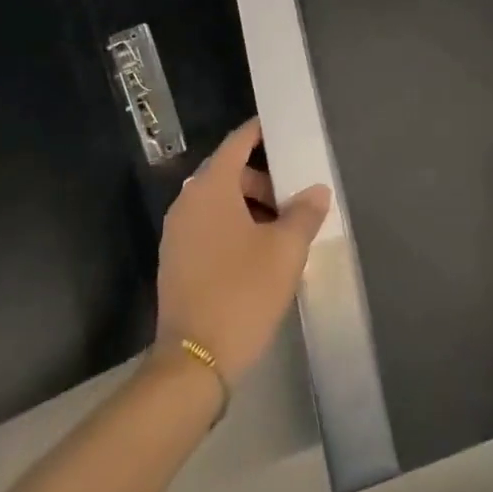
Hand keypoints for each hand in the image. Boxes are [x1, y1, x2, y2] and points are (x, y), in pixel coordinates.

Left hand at [155, 118, 330, 383]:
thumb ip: (304, 213)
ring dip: (249, 206)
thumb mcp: (285, 251)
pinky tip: (258, 252)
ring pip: (218, 202)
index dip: (260, 132)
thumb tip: (317, 190)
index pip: (237, 142)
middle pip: (228, 173)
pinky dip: (232, 226)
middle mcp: (188, 201)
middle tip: (294, 195)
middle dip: (262, 179)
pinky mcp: (175, 261)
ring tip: (282, 228)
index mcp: (211, 188)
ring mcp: (177, 233)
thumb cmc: (242, 293)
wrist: (193, 363)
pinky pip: (208, 226)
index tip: (283, 128)